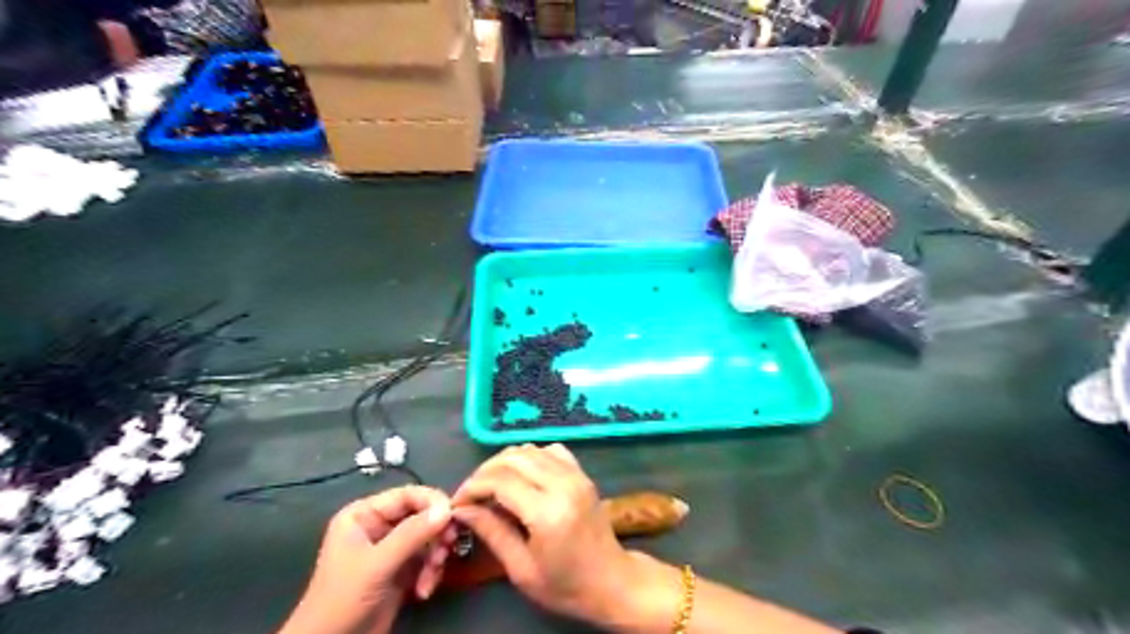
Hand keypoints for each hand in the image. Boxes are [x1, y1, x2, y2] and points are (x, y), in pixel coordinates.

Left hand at [279, 485, 454, 633]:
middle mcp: (379, 525)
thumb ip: (411, 534)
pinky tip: (424, 590)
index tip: (452, 516)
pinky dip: (431, 572)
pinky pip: (427, 559)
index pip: (407, 495)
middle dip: (436, 535)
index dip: (432, 502)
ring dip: (435, 556)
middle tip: (446, 550)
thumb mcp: (376, 565)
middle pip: (422, 515)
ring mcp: (392, 548)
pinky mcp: (402, 569)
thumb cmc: (343, 599)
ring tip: (432, 576)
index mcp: (364, 515)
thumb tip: (447, 509)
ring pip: (429, 538)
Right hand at [454, 442, 658, 625]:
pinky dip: (530, 456)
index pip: (500, 481)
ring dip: (505, 461)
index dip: (473, 487)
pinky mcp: (582, 473)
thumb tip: (463, 509)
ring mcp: (576, 475)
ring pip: (531, 449)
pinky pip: (551, 450)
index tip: (458, 502)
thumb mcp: (521, 569)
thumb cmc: (565, 584)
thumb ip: (492, 532)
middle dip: (485, 471)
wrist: (611, 581)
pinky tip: (522, 475)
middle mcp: (563, 485)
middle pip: (513, 458)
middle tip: (471, 493)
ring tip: (491, 484)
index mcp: (547, 512)